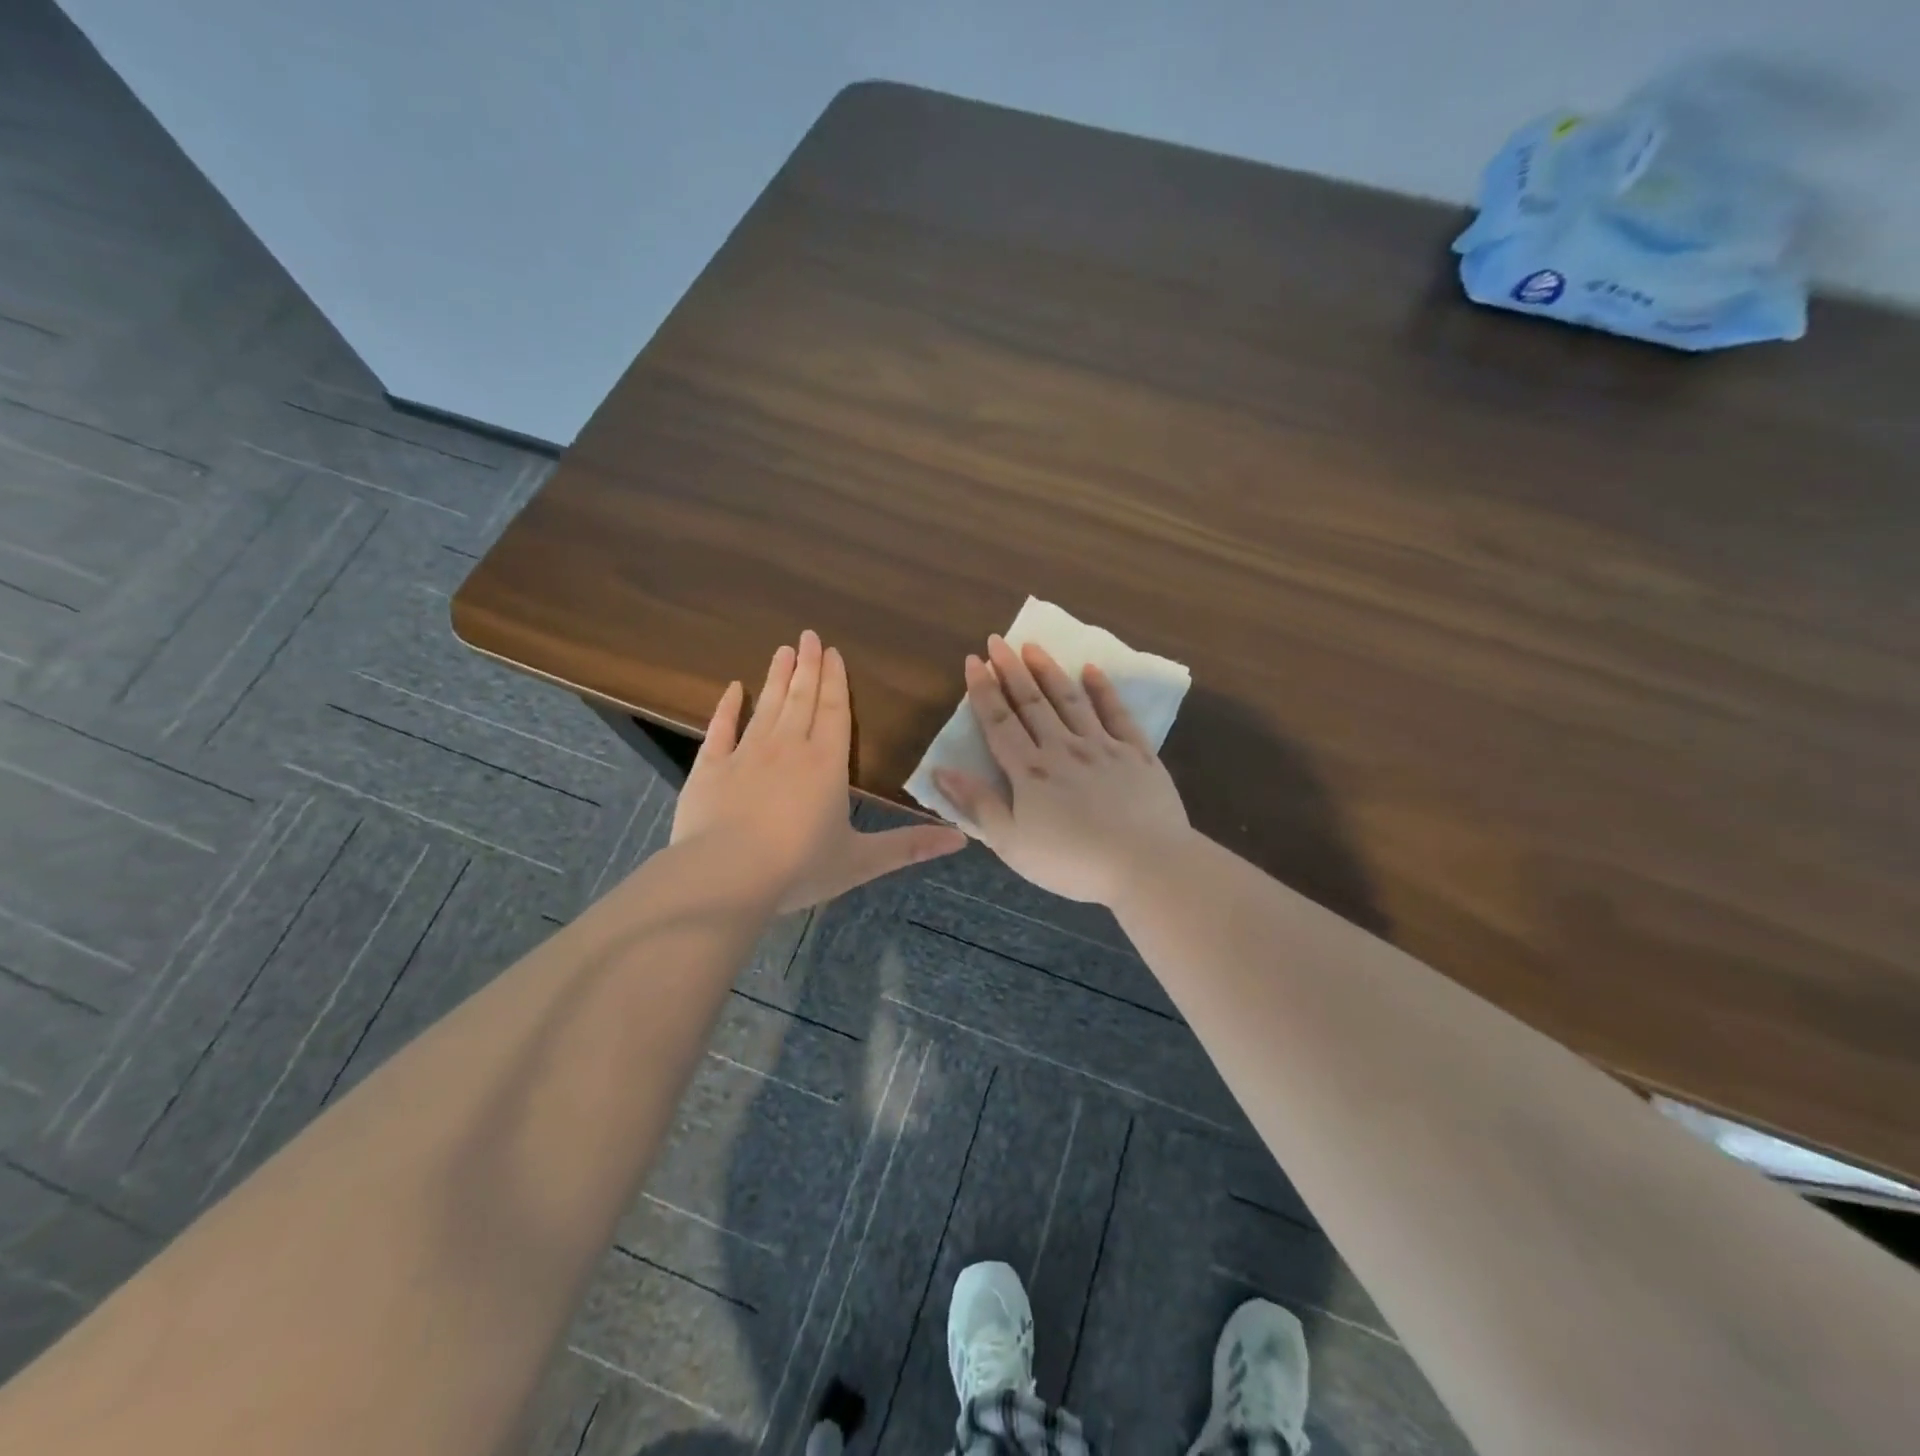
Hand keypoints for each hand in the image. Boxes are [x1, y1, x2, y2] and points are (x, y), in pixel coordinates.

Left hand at [671, 631, 964, 911]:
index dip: (835, 681)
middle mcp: (788, 748)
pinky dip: (727, 707)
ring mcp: (746, 754)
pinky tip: (732, 688)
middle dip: (807, 667)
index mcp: (827, 764)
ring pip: (766, 706)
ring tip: (783, 651)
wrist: (726, 875)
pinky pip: (721, 728)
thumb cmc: (799, 867)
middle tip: (808, 636)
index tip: (832, 652)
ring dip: (776, 677)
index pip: (834, 712)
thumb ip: (909, 846)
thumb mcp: (861, 861)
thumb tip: (962, 839)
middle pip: (801, 699)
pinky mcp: (711, 768)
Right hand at [933, 635, 1191, 905]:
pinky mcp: (1137, 753)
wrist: (1145, 864)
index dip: (984, 690)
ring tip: (1034, 646)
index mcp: (1029, 772)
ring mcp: (1102, 747)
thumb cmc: (1072, 862)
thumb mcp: (1012, 843)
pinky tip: (1092, 670)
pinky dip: (1103, 690)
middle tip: (998, 640)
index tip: (974, 661)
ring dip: (1049, 671)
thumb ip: (977, 804)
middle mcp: (1062, 748)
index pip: (1000, 722)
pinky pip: (1117, 713)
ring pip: (1070, 700)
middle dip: (1012, 670)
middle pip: (1032, 703)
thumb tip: (940, 770)